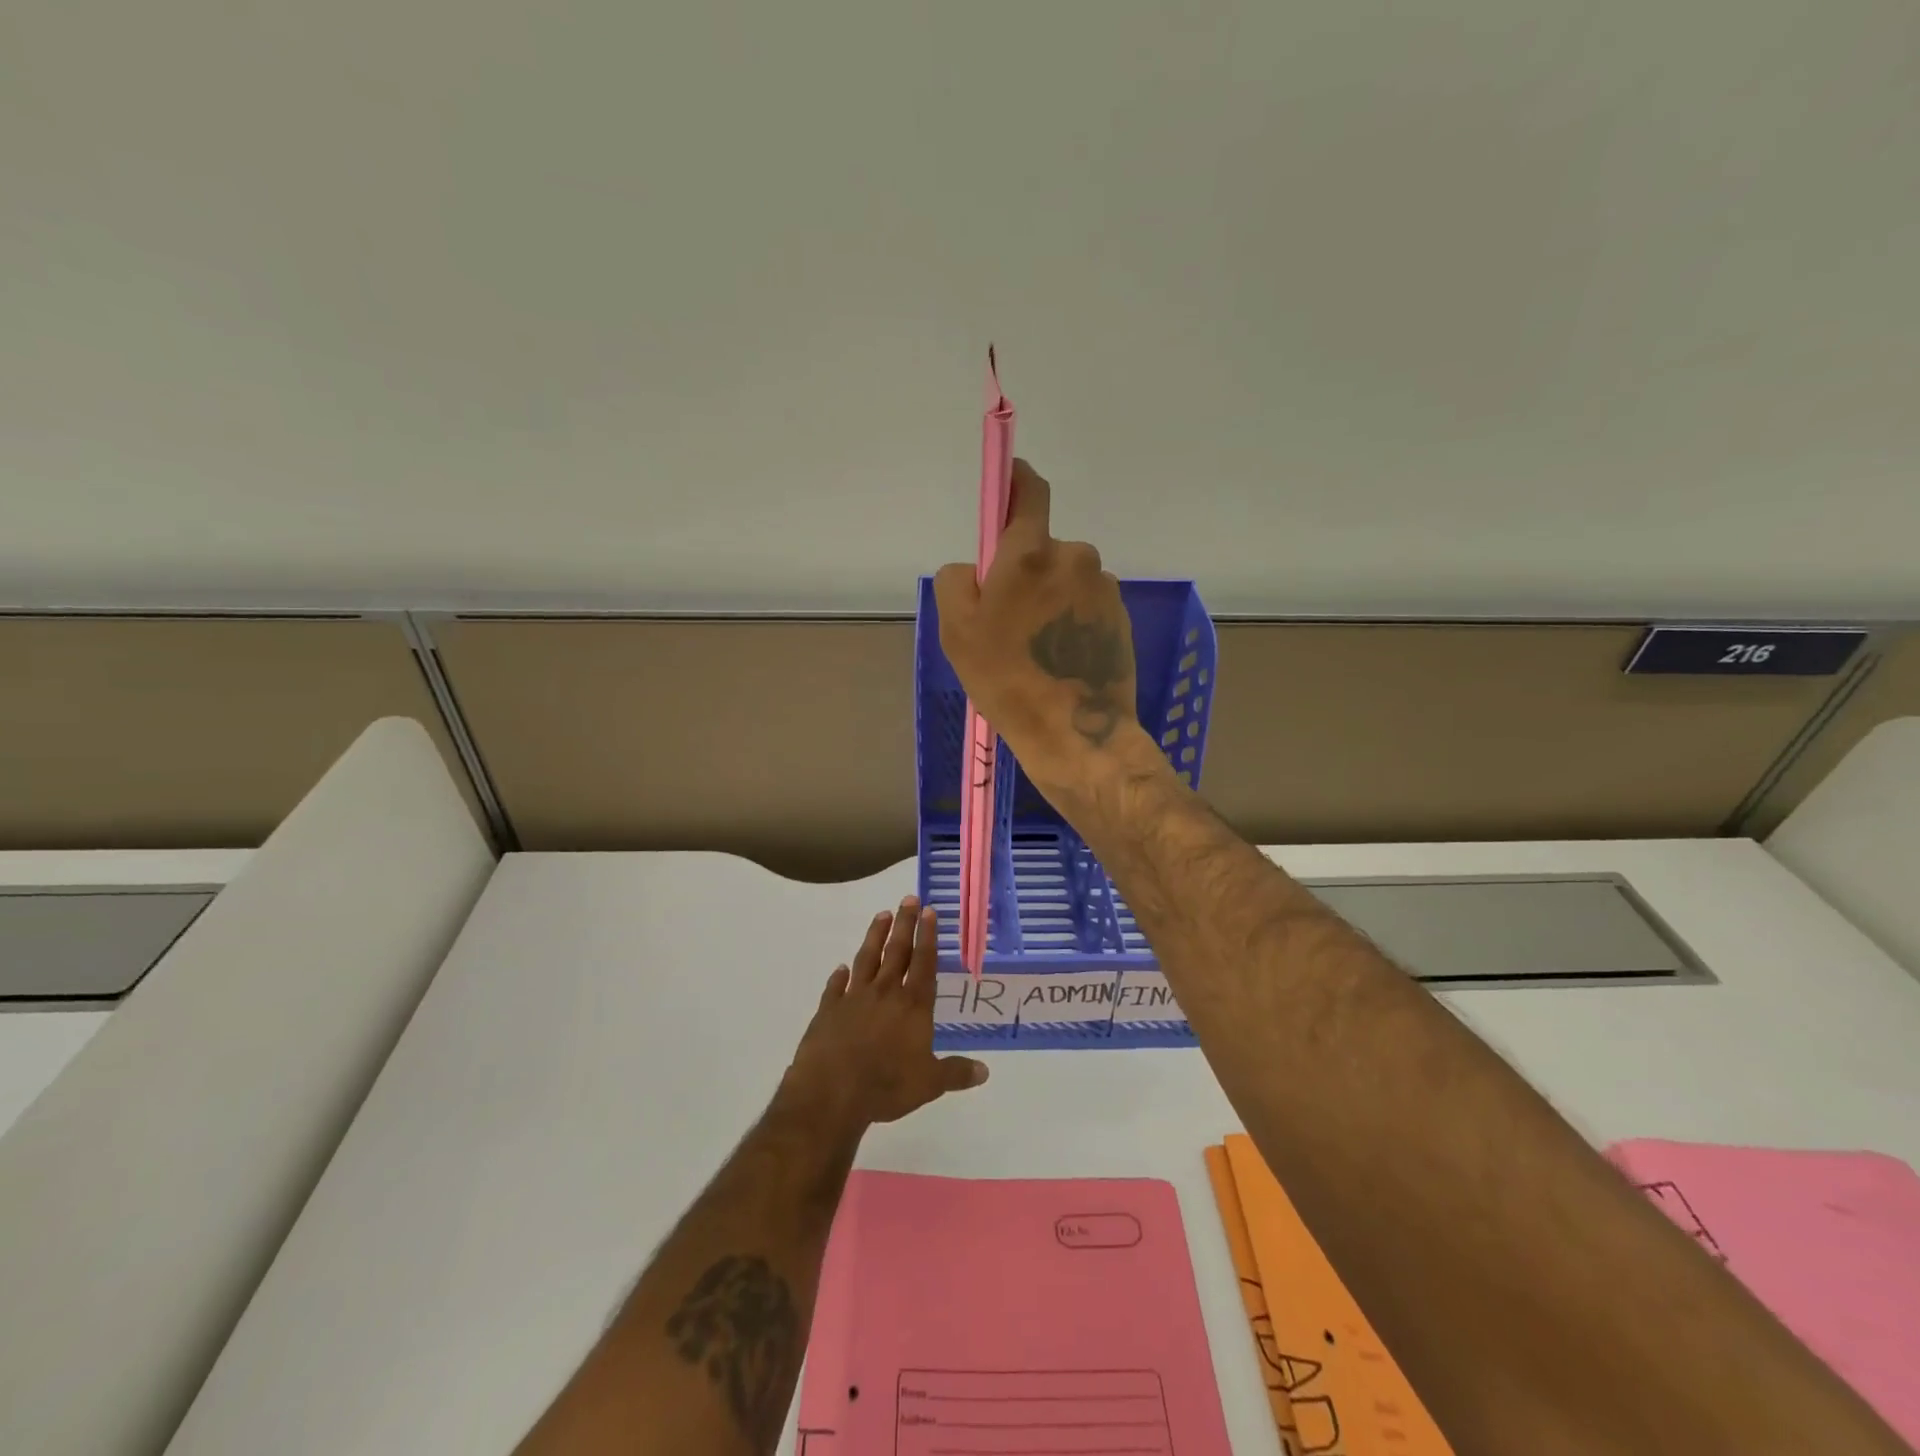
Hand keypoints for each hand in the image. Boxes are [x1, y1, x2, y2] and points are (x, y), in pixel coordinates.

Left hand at [781, 898, 987, 1131]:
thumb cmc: (887, 1085)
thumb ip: (956, 1073)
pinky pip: (836, 986)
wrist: (832, 1090)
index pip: (924, 963)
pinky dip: (839, 975)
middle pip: (897, 951)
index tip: (929, 911)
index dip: (928, 936)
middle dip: (904, 923)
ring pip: (867, 958)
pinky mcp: (829, 1010)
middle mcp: (885, 993)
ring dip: (875, 936)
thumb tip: (985, 1071)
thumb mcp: (929, 1084)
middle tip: (908, 898)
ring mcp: (854, 998)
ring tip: (881, 915)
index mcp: (913, 1005)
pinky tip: (840, 968)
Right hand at [933, 460, 1141, 790]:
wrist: (1076, 733)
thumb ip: (957, 580)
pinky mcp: (1120, 616)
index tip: (1005, 483)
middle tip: (1008, 620)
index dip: (1014, 480)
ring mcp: (1103, 587)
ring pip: (1064, 577)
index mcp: (1031, 553)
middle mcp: (1074, 557)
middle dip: (1023, 570)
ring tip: (1036, 648)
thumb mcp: (957, 631)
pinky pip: (1084, 603)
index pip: (1028, 490)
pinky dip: (1070, 618)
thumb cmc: (1007, 680)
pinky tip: (1060, 657)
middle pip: (1041, 546)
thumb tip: (975, 567)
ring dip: (1049, 598)